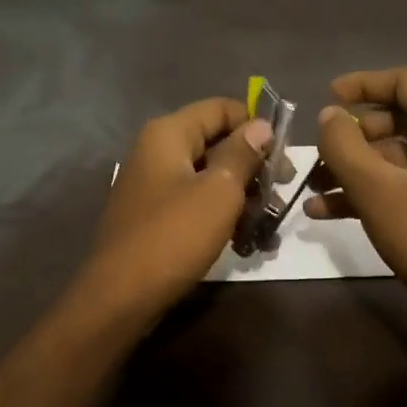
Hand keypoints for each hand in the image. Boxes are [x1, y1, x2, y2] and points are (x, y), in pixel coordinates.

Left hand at [85, 98, 271, 317]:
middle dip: (253, 166)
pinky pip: (196, 204)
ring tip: (269, 225)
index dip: (256, 125)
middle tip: (282, 192)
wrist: (120, 298)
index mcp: (168, 134)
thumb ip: (242, 154)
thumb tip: (261, 126)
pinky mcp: (156, 216)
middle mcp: (157, 151)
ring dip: (243, 197)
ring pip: (210, 177)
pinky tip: (246, 243)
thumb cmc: (174, 236)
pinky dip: (221, 216)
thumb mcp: (219, 192)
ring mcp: (154, 185)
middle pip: (217, 142)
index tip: (286, 154)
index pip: (221, 108)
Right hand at [309, 68, 406, 326]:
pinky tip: (330, 211)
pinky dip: (376, 189)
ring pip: (401, 156)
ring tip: (313, 188)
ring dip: (357, 168)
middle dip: (352, 137)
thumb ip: (344, 144)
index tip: (327, 96)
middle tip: (318, 154)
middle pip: (400, 120)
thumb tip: (328, 115)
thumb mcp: (375, 188)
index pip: (405, 82)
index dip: (363, 84)